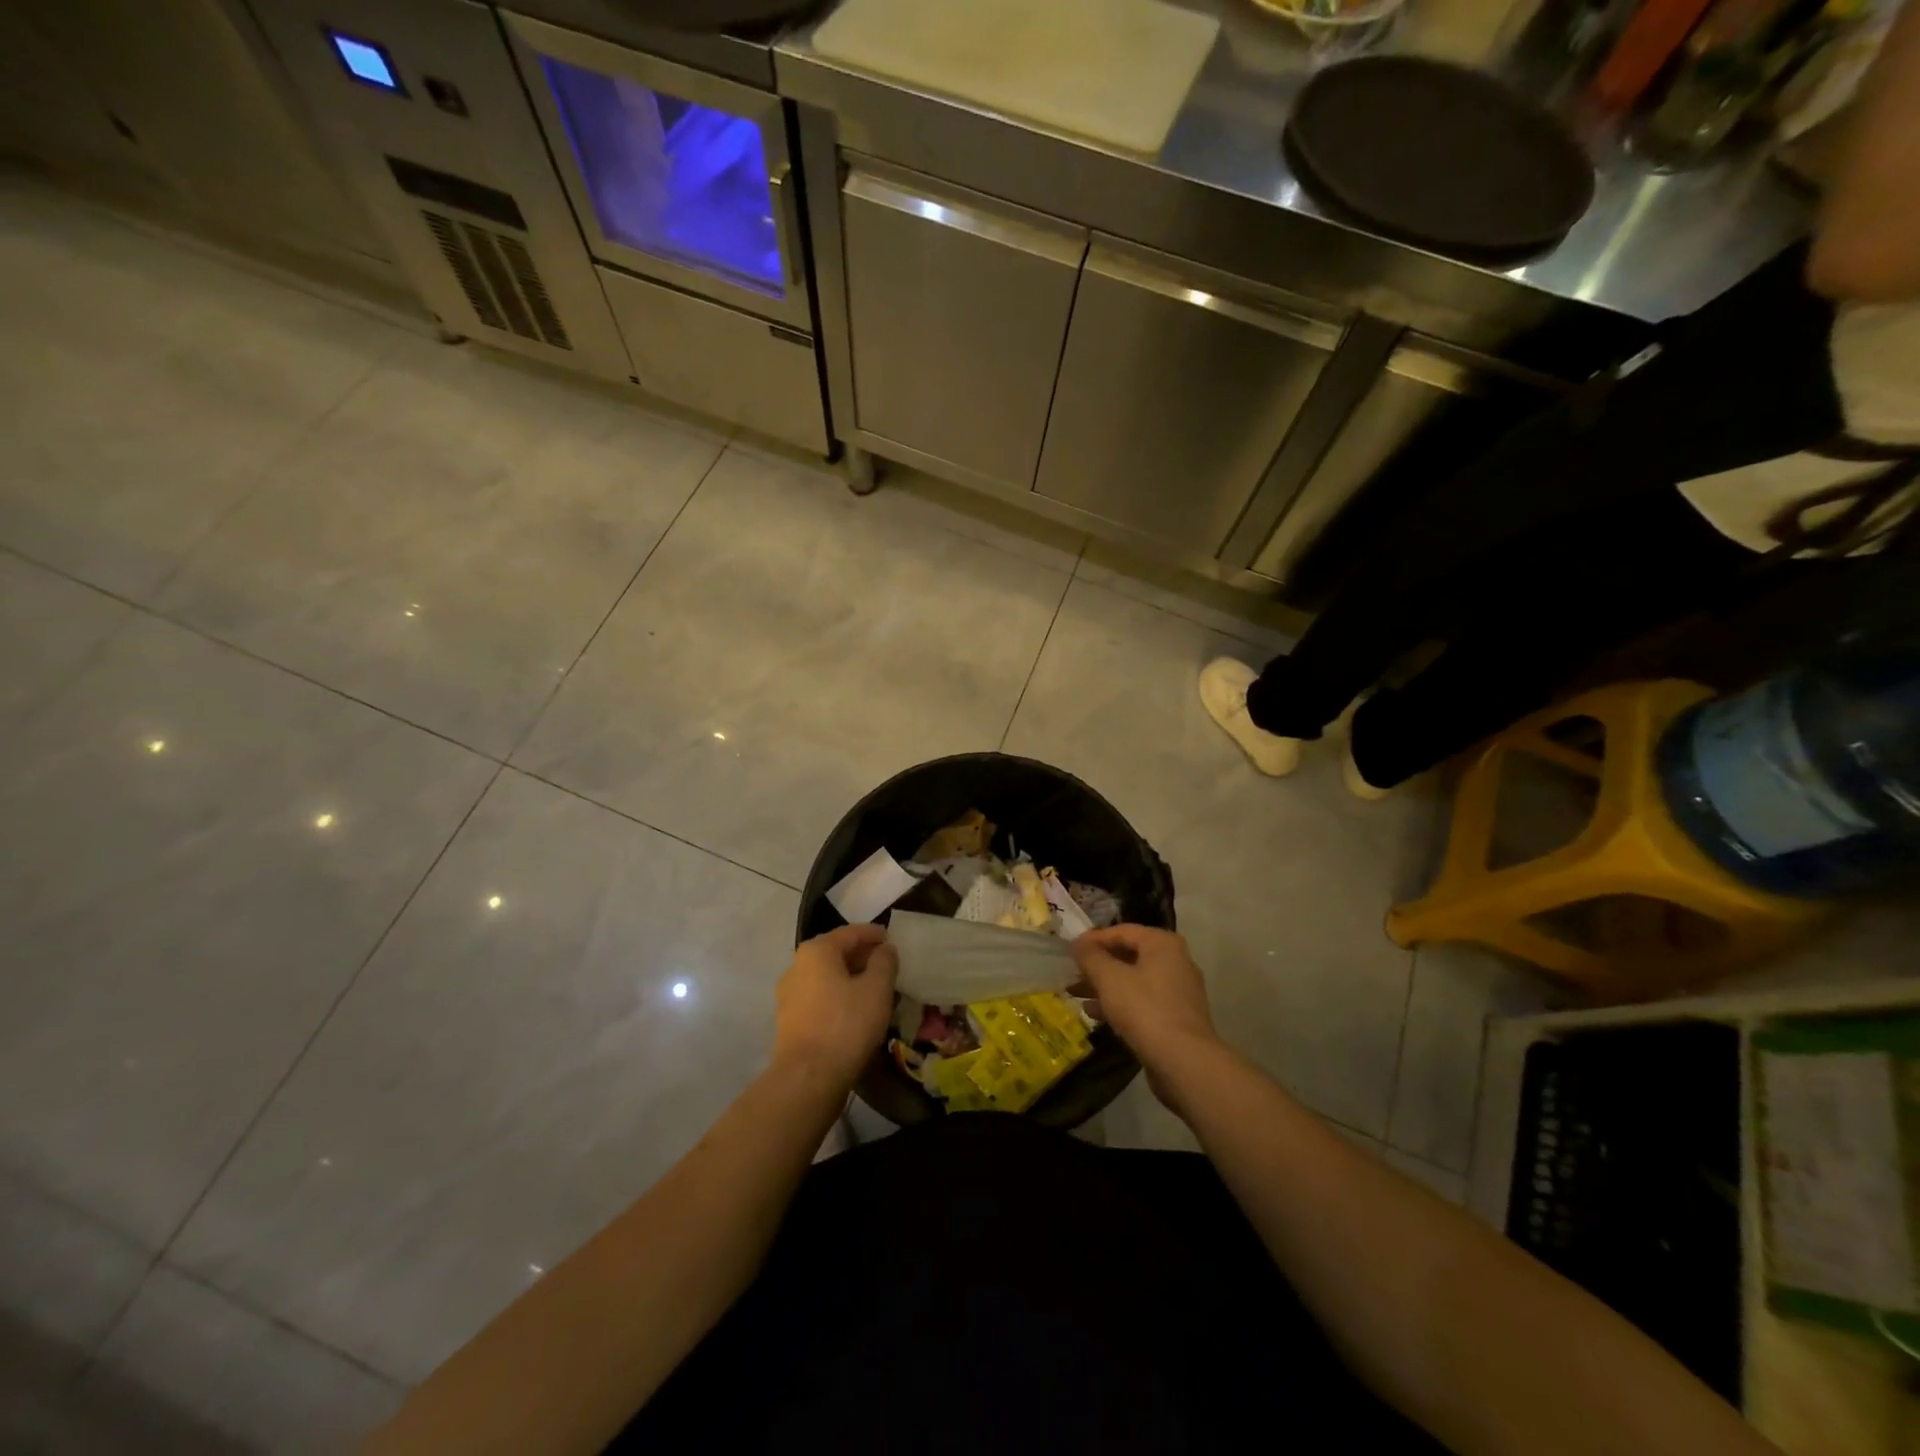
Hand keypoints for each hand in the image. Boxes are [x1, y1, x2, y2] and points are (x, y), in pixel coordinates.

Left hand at [773, 925, 898, 1089]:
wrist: (808, 1077)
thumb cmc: (846, 1024)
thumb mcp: (877, 989)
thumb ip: (884, 962)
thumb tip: (885, 949)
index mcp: (817, 951)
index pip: (850, 933)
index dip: (873, 934)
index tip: (892, 939)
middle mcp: (797, 966)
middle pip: (835, 954)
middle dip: (862, 957)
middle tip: (887, 965)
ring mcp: (789, 995)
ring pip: (827, 977)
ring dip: (850, 979)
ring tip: (875, 990)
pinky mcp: (788, 1021)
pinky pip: (819, 998)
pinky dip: (838, 997)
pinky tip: (856, 1011)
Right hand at [1072, 925, 1220, 1091]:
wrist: (1184, 1062)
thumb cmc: (1144, 1009)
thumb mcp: (1109, 978)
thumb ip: (1090, 956)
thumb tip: (1078, 943)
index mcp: (1162, 944)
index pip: (1121, 931)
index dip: (1093, 939)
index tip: (1070, 951)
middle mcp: (1175, 961)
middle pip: (1128, 956)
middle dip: (1097, 965)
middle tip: (1072, 973)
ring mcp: (1178, 991)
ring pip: (1133, 980)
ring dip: (1104, 986)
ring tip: (1076, 994)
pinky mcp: (1176, 1017)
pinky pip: (1142, 1002)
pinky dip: (1119, 1004)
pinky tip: (1095, 1014)